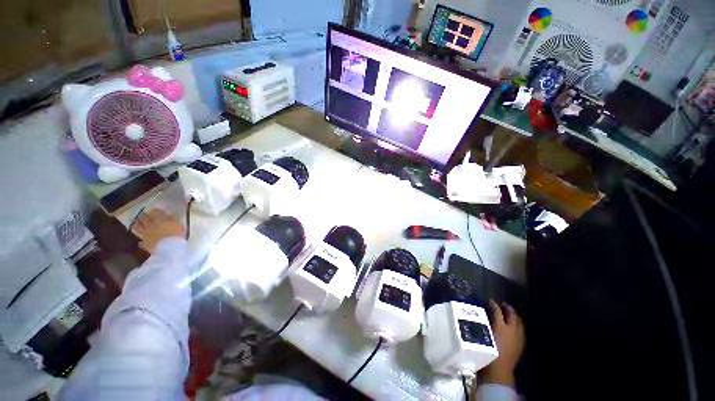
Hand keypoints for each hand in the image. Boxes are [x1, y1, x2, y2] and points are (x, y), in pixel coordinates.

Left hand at [131, 209, 185, 252]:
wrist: (169, 249)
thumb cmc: (177, 236)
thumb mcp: (179, 226)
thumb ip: (173, 220)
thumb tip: (169, 216)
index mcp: (160, 219)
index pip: (155, 211)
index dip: (155, 211)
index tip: (156, 211)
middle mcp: (150, 225)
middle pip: (144, 218)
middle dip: (144, 216)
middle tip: (144, 216)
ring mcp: (145, 234)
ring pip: (137, 227)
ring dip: (137, 225)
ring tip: (138, 224)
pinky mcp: (144, 243)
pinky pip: (140, 240)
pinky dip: (141, 239)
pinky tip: (143, 240)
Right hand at [481, 299, 524, 386]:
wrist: (500, 369)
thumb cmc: (488, 351)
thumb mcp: (484, 335)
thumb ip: (484, 324)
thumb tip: (481, 315)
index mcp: (501, 327)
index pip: (498, 311)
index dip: (494, 305)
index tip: (490, 300)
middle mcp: (512, 330)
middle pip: (512, 316)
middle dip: (508, 309)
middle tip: (503, 305)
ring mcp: (518, 338)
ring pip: (519, 323)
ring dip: (514, 317)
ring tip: (509, 314)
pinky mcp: (520, 345)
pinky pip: (521, 331)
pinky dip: (517, 326)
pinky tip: (513, 327)